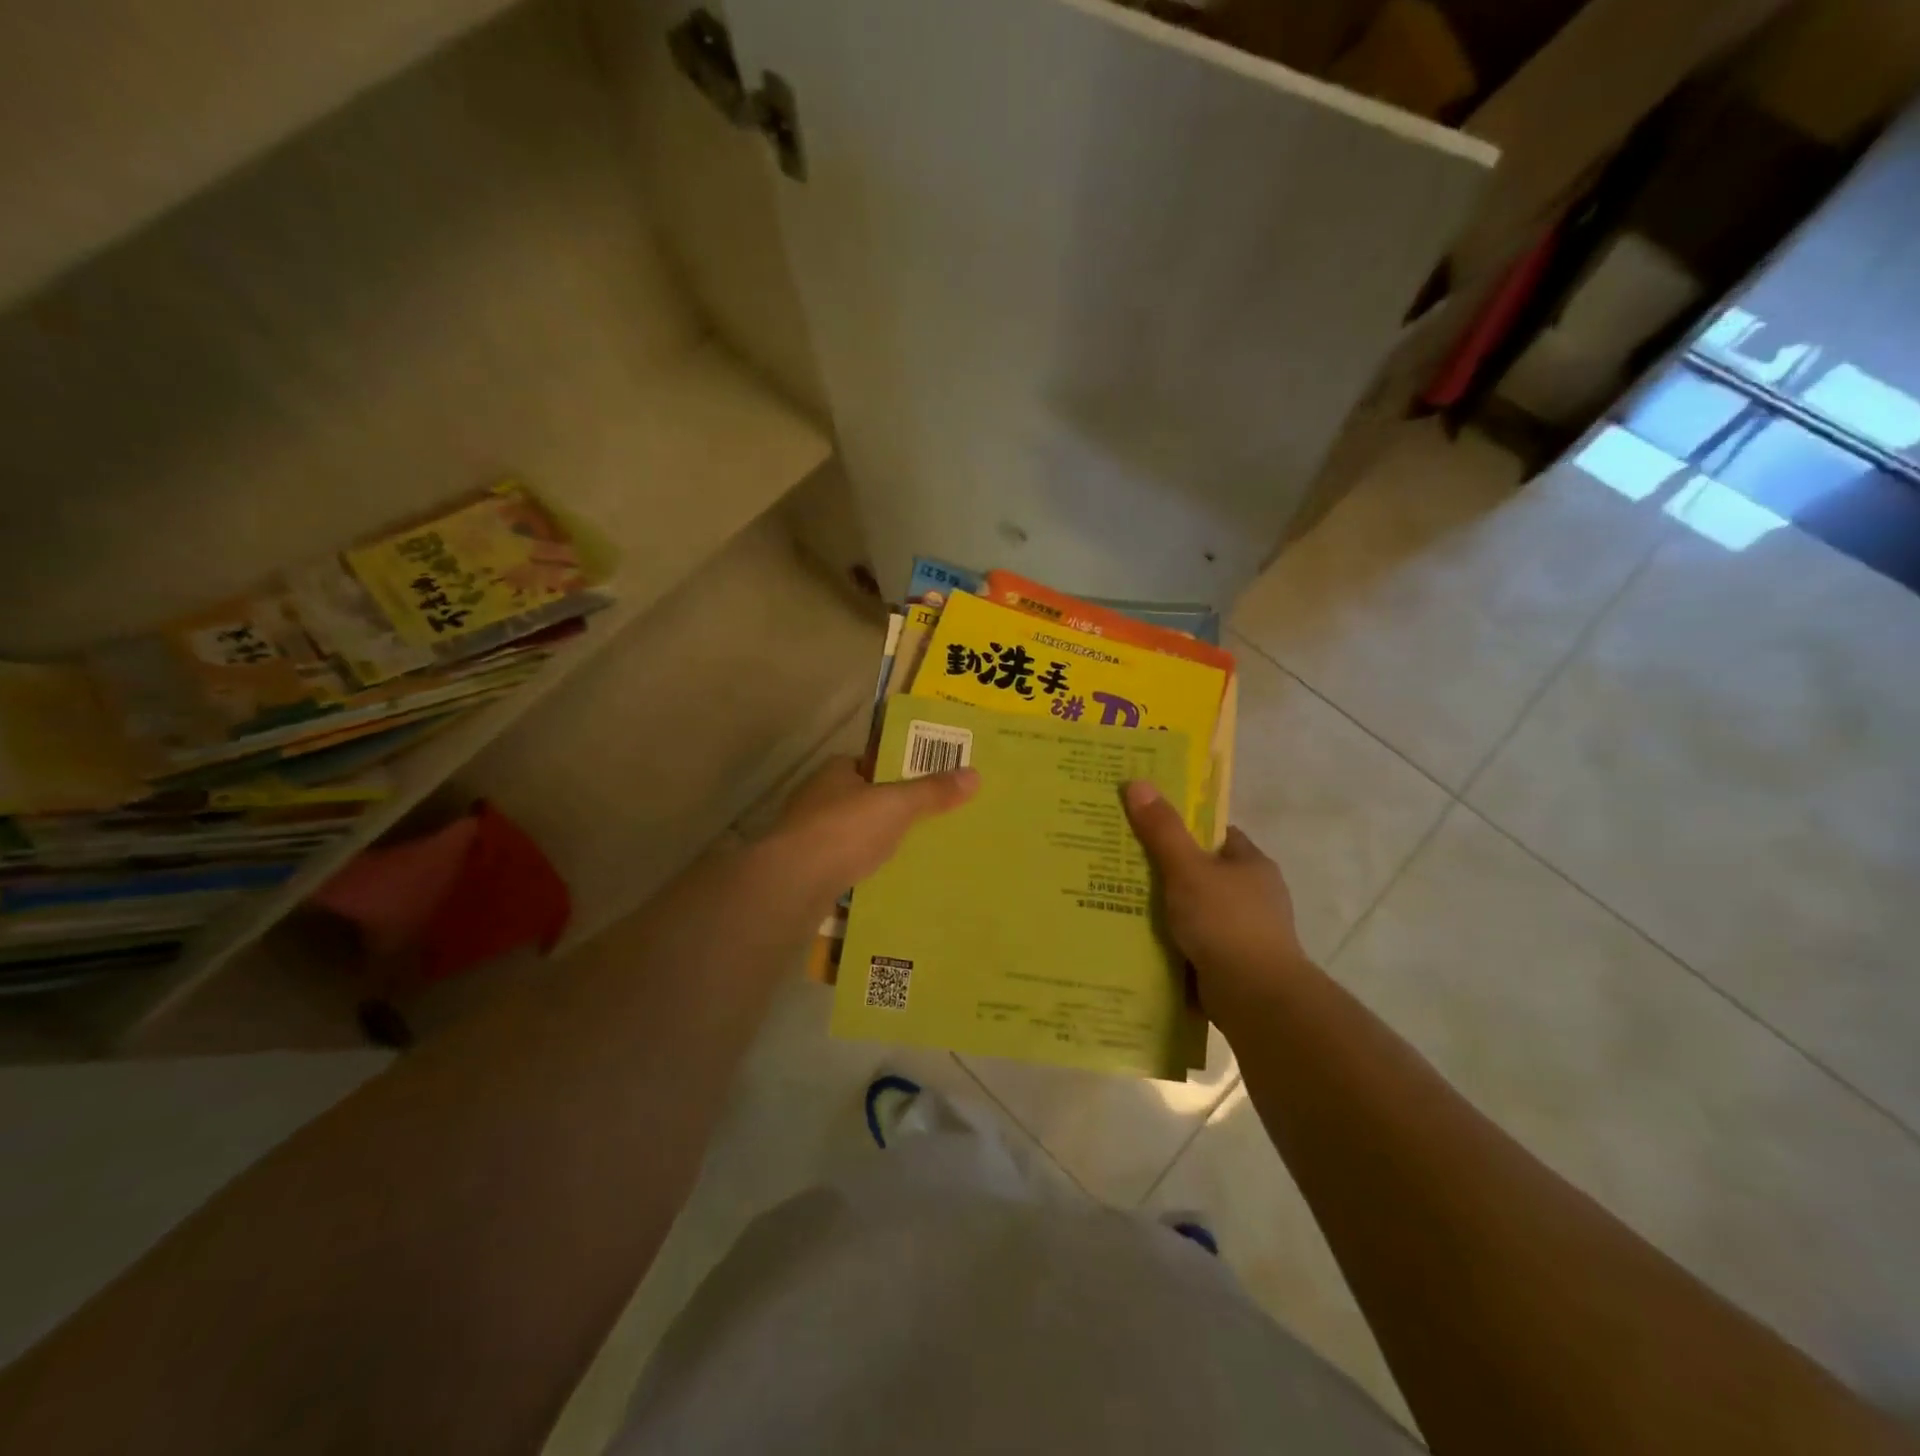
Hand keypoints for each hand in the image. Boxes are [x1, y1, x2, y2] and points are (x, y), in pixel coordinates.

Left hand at [763, 756, 978, 905]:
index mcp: (835, 771)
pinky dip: (860, 867)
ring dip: (873, 841)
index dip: (894, 772)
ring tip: (910, 854)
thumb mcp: (897, 805)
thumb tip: (975, 774)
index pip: (869, 763)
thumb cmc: (846, 829)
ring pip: (850, 832)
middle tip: (925, 823)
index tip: (923, 786)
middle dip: (887, 810)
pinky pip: (841, 861)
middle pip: (861, 798)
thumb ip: (932, 791)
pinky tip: (882, 879)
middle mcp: (816, 796)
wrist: (794, 881)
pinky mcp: (804, 867)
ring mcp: (806, 833)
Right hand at [1122, 780, 1311, 1016]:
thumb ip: (1162, 830)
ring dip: (1169, 911)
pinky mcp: (1234, 965)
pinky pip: (1195, 944)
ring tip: (1122, 903)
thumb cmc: (1226, 922)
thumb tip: (1137, 782)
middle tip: (1123, 865)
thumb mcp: (1187, 869)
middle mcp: (1254, 895)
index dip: (1184, 829)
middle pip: (1204, 873)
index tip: (1148, 827)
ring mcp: (1246, 933)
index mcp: (1251, 865)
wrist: (1255, 998)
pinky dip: (1173, 943)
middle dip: (1169, 872)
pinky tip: (1140, 942)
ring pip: (1197, 911)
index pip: (1216, 835)